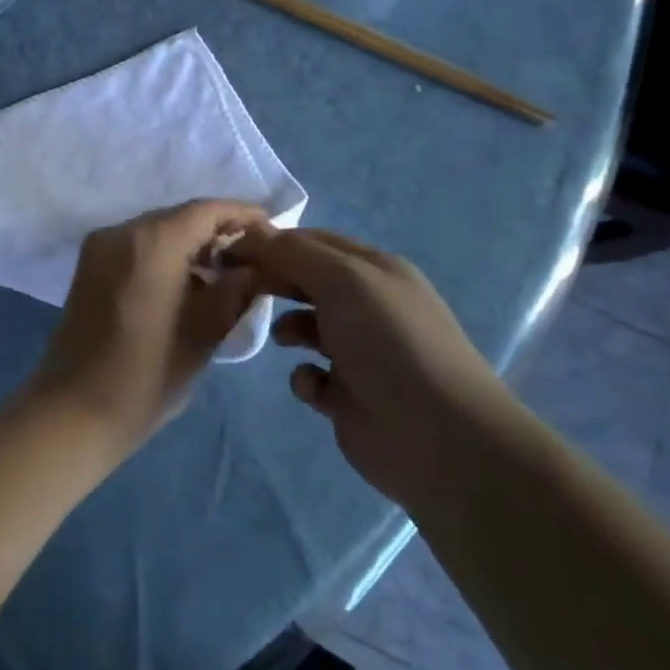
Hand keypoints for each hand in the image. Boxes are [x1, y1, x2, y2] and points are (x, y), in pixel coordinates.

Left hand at [28, 200, 267, 457]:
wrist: (73, 410)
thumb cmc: (146, 376)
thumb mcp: (204, 334)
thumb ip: (235, 291)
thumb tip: (256, 267)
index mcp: (151, 242)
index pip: (206, 210)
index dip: (242, 215)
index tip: (272, 231)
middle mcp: (121, 232)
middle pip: (179, 217)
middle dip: (217, 232)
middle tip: (252, 260)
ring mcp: (99, 247)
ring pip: (157, 231)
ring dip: (191, 245)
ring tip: (225, 276)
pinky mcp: (89, 266)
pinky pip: (136, 247)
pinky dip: (165, 256)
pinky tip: (187, 285)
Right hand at [231, 226, 520, 510]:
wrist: (436, 435)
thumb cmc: (388, 341)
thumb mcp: (343, 279)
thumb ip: (295, 253)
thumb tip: (254, 234)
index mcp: (375, 271)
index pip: (316, 242)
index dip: (275, 242)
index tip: (233, 250)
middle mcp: (368, 306)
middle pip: (308, 281)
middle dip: (275, 281)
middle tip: (239, 288)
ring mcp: (359, 352)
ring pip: (306, 327)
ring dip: (287, 327)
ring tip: (281, 338)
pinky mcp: (348, 396)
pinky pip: (310, 375)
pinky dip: (304, 376)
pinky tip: (313, 385)